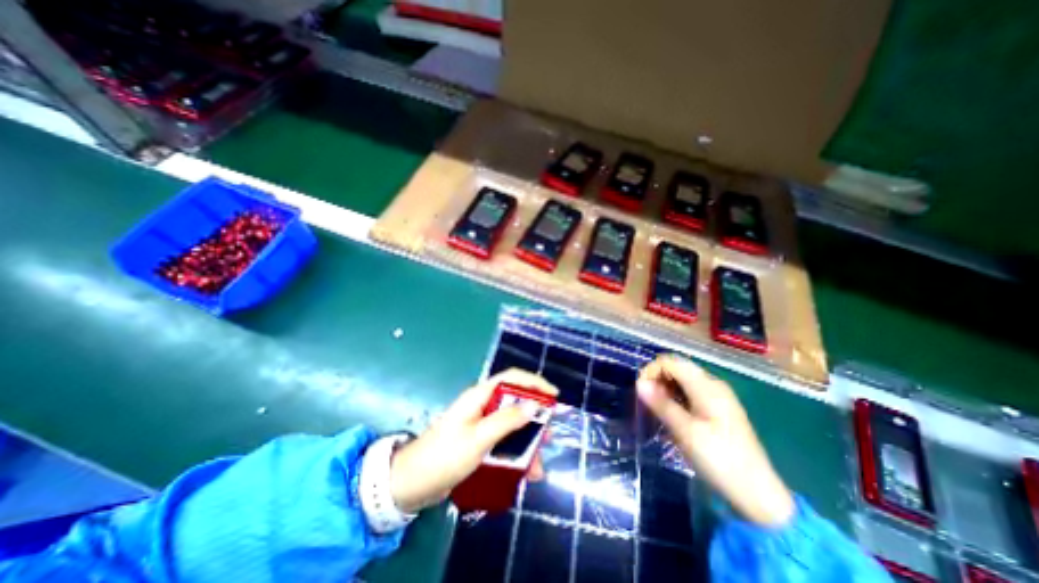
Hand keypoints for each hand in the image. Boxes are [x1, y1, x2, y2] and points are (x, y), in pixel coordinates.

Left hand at [388, 372, 556, 510]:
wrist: (410, 484)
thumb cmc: (444, 456)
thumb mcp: (479, 438)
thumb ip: (506, 420)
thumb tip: (534, 405)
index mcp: (480, 396)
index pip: (512, 378)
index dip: (534, 383)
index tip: (554, 396)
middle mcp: (481, 406)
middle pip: (514, 402)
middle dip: (534, 418)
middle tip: (549, 434)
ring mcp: (479, 424)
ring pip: (510, 425)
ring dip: (526, 442)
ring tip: (539, 464)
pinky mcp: (478, 442)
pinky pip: (502, 442)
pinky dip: (515, 454)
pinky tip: (524, 472)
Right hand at [633, 354, 796, 524]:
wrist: (758, 495)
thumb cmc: (720, 460)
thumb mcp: (685, 432)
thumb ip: (661, 404)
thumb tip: (639, 383)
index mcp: (707, 386)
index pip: (671, 362)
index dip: (651, 370)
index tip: (640, 391)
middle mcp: (712, 385)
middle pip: (677, 369)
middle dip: (657, 380)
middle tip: (646, 402)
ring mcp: (717, 397)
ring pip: (682, 381)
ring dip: (665, 390)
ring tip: (656, 410)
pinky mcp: (718, 410)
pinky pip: (690, 393)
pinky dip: (676, 398)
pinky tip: (671, 416)